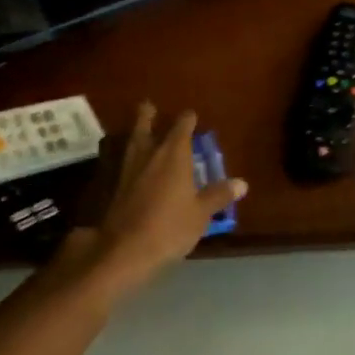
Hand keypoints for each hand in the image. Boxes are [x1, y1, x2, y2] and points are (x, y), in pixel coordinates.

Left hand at [75, 103, 245, 296]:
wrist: (125, 248)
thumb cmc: (170, 227)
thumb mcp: (201, 213)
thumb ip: (218, 195)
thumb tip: (241, 183)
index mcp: (173, 155)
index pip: (182, 127)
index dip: (188, 120)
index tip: (191, 115)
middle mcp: (148, 154)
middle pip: (146, 126)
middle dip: (149, 115)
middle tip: (150, 106)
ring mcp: (127, 168)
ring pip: (131, 142)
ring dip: (136, 133)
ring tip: (139, 130)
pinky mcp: (113, 186)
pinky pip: (121, 162)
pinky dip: (127, 157)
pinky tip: (130, 164)